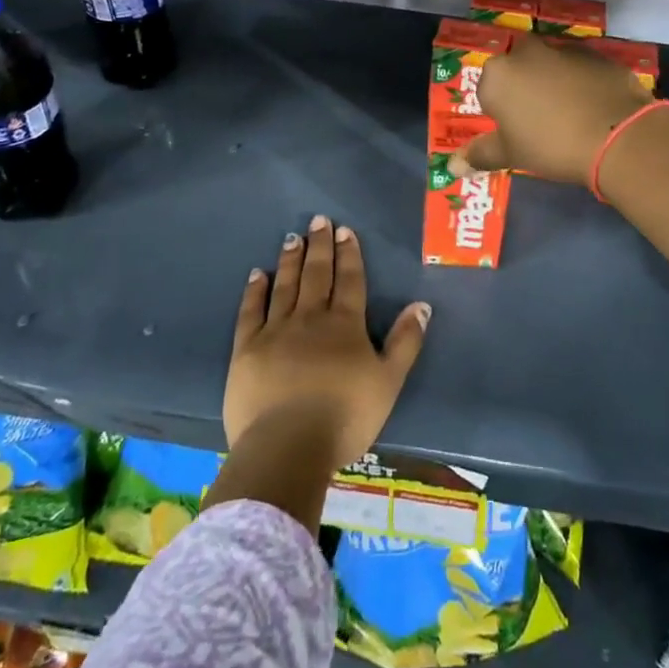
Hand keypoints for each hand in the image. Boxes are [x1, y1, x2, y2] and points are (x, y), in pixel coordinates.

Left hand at [224, 215, 430, 468]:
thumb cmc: (345, 417)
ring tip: (293, 238)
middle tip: (318, 220)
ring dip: (290, 260)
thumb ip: (406, 342)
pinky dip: (255, 290)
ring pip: (285, 286)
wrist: (288, 447)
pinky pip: (251, 311)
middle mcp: (311, 318)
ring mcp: (276, 331)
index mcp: (345, 324)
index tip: (344, 230)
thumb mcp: (389, 382)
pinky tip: (257, 274)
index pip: (349, 280)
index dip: (348, 254)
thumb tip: (422, 305)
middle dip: (319, 246)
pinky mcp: (246, 349)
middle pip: (316, 274)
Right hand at [457, 34, 652, 182]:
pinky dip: (583, 81)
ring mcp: (565, 48)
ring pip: (550, 64)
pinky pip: (581, 67)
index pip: (487, 88)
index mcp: (498, 74)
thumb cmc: (550, 145)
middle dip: (525, 86)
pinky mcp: (597, 54)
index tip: (515, 130)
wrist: (616, 135)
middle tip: (539, 119)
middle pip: (518, 67)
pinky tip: (594, 106)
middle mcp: (527, 52)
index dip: (500, 110)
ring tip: (570, 114)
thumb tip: (452, 166)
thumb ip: (480, 155)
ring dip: (554, 81)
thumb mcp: (511, 155)